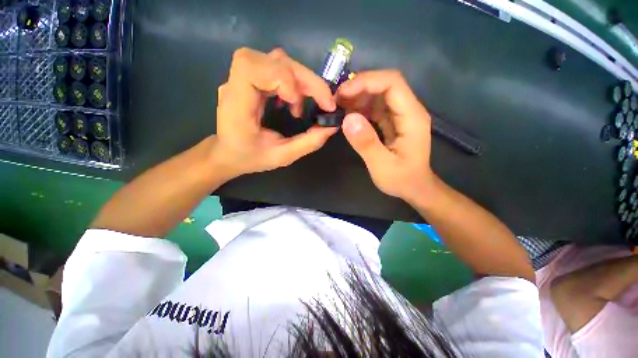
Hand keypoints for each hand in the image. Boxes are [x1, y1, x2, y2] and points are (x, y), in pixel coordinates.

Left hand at [213, 48, 337, 177]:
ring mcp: (240, 77)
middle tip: (324, 102)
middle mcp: (235, 83)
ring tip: (302, 106)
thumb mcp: (282, 157)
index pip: (254, 69)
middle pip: (273, 60)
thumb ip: (308, 143)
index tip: (300, 105)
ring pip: (276, 59)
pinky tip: (292, 101)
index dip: (283, 79)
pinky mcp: (249, 77)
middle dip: (305, 79)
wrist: (228, 153)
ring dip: (300, 80)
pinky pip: (275, 66)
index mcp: (236, 105)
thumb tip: (332, 126)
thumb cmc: (250, 157)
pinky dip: (292, 81)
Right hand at [337, 70, 434, 202]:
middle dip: (358, 87)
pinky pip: (375, 107)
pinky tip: (348, 115)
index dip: (366, 82)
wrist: (414, 187)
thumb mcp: (382, 166)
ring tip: (338, 107)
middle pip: (384, 84)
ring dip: (357, 97)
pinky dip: (360, 108)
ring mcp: (400, 115)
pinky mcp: (392, 121)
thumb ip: (366, 143)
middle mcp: (408, 110)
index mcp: (412, 117)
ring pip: (378, 94)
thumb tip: (347, 119)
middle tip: (336, 100)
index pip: (392, 83)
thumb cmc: (402, 179)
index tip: (343, 93)